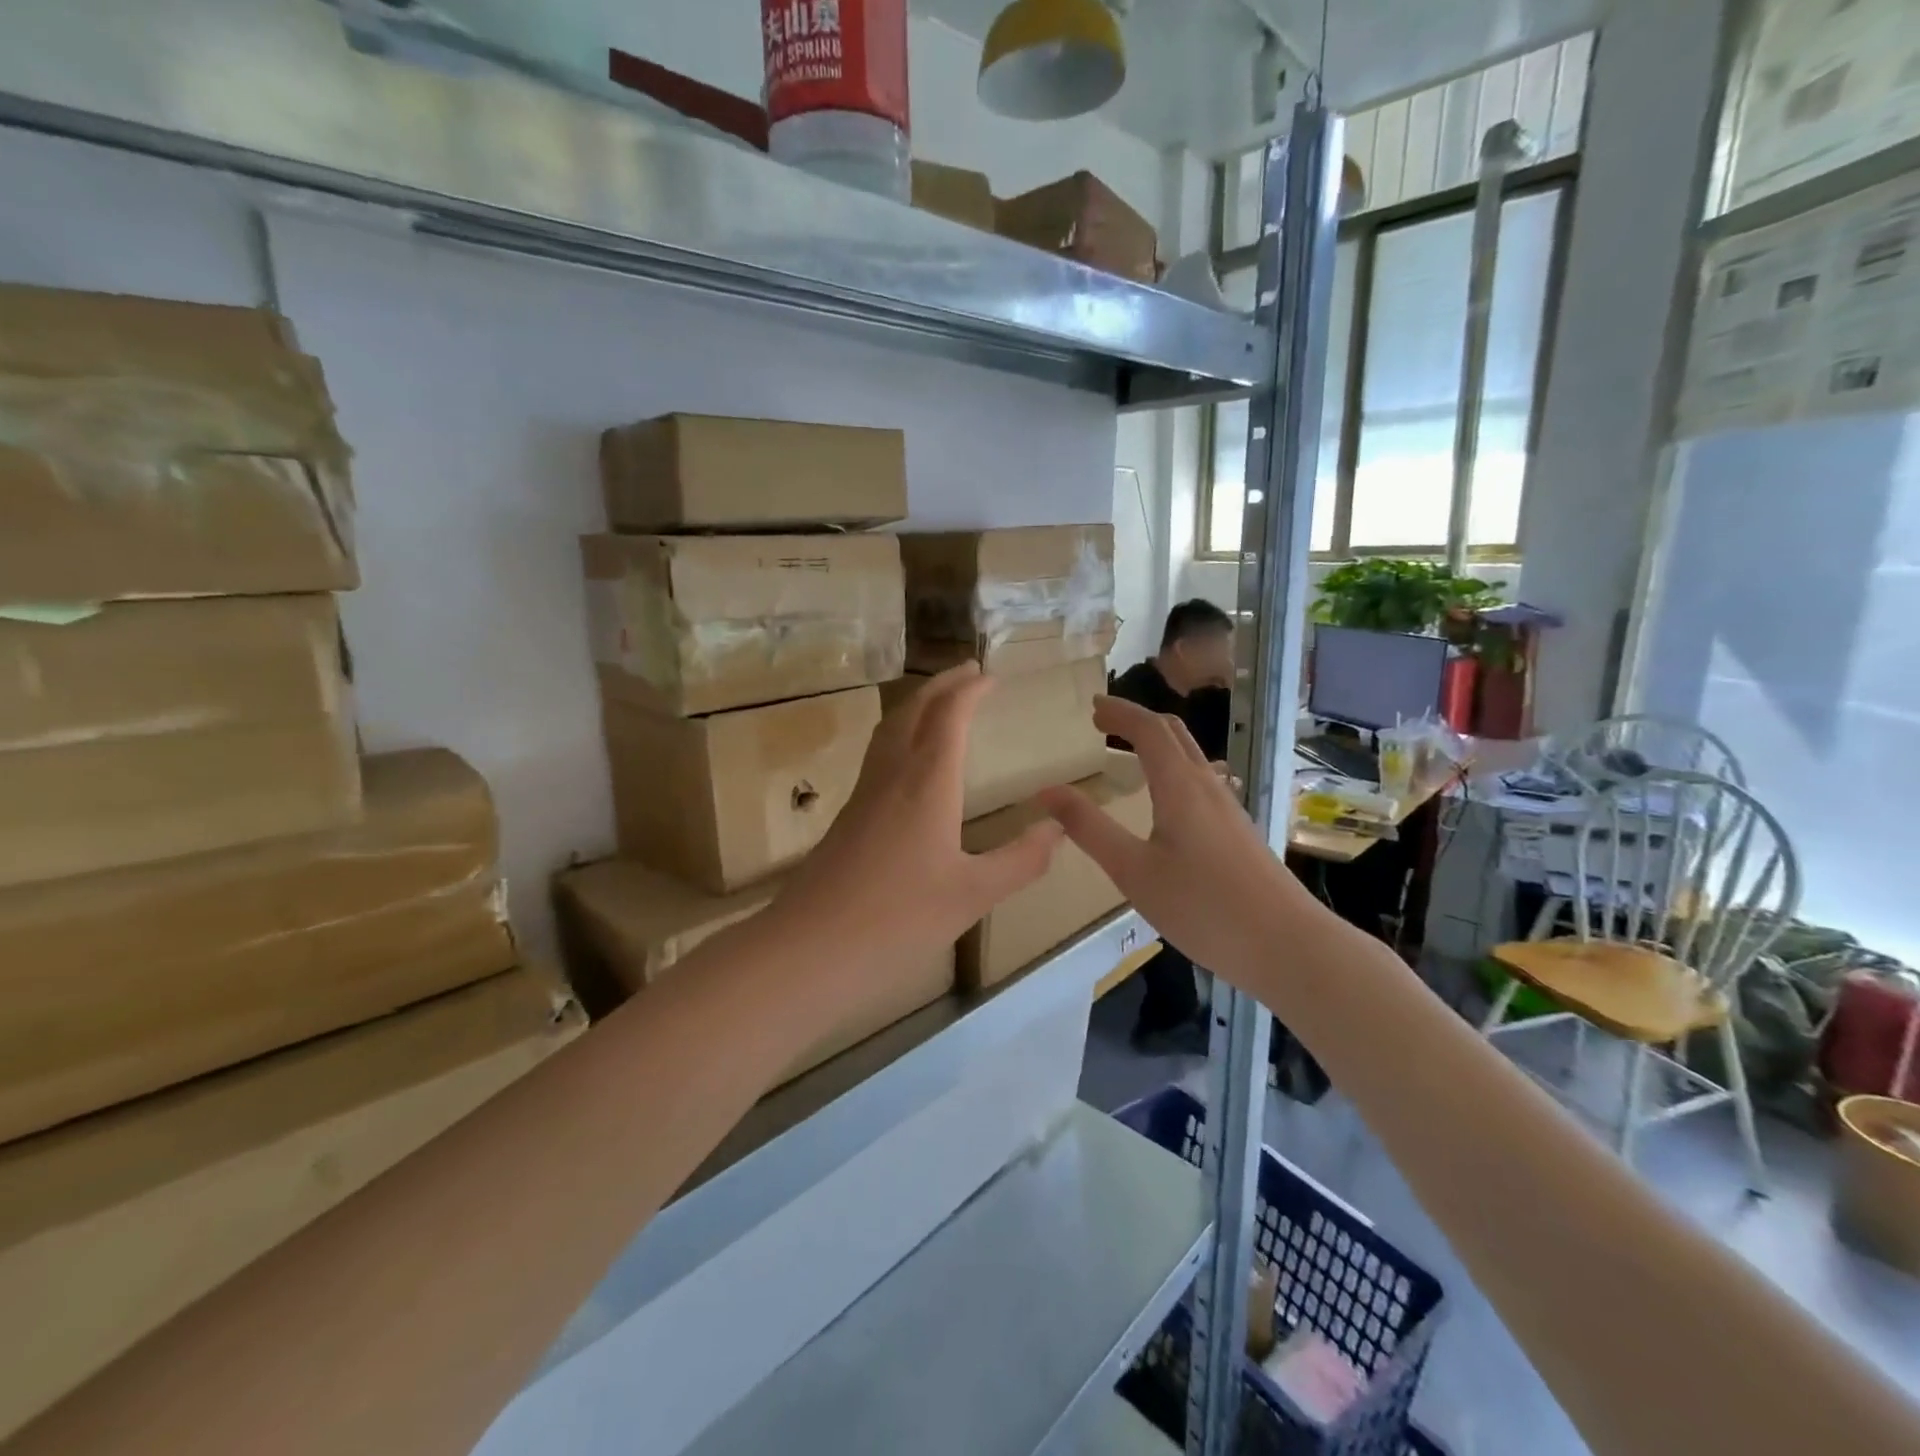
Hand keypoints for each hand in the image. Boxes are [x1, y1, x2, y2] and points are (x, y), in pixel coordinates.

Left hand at [770, 665, 1063, 986]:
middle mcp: (891, 776)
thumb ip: (1021, 860)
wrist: (807, 949)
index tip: (990, 675)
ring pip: (889, 730)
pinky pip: (878, 756)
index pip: (949, 716)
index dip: (969, 690)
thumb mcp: (973, 895)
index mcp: (927, 783)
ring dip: (917, 706)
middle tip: (968, 672)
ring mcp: (863, 795)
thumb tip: (1058, 827)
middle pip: (913, 711)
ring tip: (940, 703)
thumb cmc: (897, 920)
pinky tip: (908, 763)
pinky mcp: (847, 817)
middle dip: (941, 685)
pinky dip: (901, 736)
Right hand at [1038, 696, 1294, 979]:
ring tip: (1128, 752)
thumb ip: (1089, 829)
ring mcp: (1228, 809)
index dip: (1119, 712)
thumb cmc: (1202, 906)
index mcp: (1180, 786)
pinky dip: (1173, 768)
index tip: (1092, 708)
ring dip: (1157, 743)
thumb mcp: (1133, 870)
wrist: (1287, 946)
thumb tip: (1047, 791)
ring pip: (1191, 757)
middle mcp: (1208, 786)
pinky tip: (1165, 799)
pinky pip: (1201, 781)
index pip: (1148, 729)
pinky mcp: (1238, 832)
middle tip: (1104, 722)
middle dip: (1137, 720)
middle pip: (1175, 734)